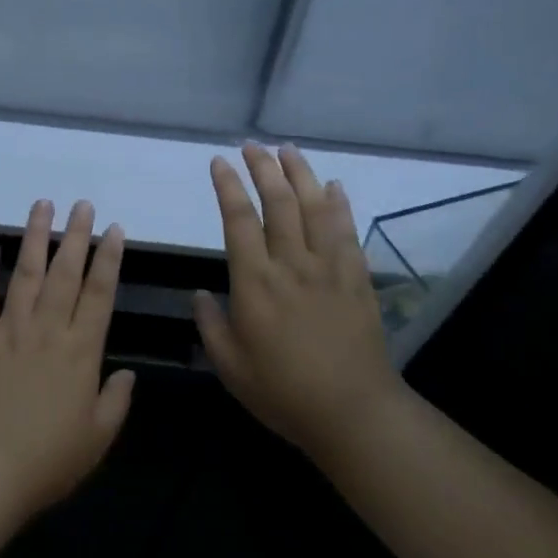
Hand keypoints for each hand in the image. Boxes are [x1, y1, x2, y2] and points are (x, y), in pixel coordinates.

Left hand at [0, 198, 134, 518]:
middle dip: (76, 236)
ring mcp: (9, 329)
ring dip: (36, 237)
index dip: (108, 259)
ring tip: (43, 206)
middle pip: (65, 273)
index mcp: (81, 352)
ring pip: (27, 273)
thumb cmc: (46, 461)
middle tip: (83, 204)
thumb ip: (116, 402)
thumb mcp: (96, 439)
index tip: (114, 230)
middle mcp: (47, 330)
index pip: (99, 294)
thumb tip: (128, 372)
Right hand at [194, 145, 403, 453]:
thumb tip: (199, 295)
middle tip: (252, 145)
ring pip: (315, 209)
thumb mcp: (229, 365)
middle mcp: (292, 265)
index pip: (238, 221)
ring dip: (301, 175)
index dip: (228, 187)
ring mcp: (329, 270)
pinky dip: (340, 205)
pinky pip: (347, 233)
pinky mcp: (357, 280)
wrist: (353, 412)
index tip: (219, 162)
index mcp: (255, 283)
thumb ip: (210, 325)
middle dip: (263, 169)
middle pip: (279, 204)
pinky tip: (334, 187)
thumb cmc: (282, 392)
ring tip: (288, 150)